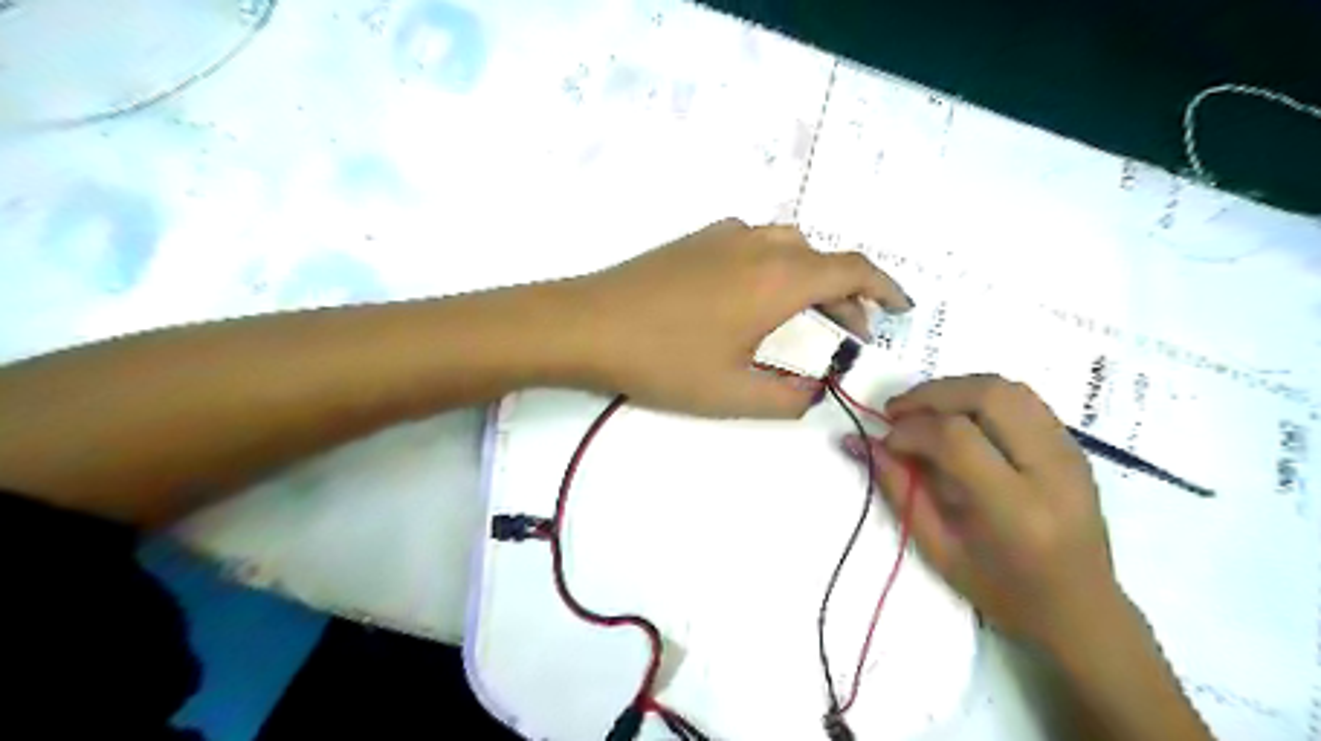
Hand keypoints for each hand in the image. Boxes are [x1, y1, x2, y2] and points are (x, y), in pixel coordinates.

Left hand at [563, 217, 915, 417]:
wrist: (586, 323)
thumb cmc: (664, 361)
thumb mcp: (733, 394)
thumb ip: (787, 397)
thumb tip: (812, 392)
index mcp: (780, 278)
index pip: (854, 271)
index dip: (886, 288)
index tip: (901, 308)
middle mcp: (760, 244)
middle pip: (824, 260)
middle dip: (846, 296)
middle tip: (847, 335)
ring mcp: (725, 235)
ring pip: (791, 248)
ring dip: (811, 279)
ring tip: (804, 318)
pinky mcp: (698, 239)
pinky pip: (756, 245)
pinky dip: (776, 268)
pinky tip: (754, 300)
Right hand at [847, 376, 1122, 653]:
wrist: (1082, 609)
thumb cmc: (1003, 592)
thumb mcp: (938, 550)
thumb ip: (898, 490)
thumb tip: (858, 442)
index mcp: (1017, 509)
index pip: (956, 439)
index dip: (911, 430)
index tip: (885, 442)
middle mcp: (1051, 470)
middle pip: (989, 396)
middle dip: (932, 394)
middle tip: (897, 412)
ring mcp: (1070, 453)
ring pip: (1008, 388)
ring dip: (955, 389)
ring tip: (924, 411)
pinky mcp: (1073, 447)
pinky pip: (1023, 400)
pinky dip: (979, 397)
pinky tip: (957, 418)